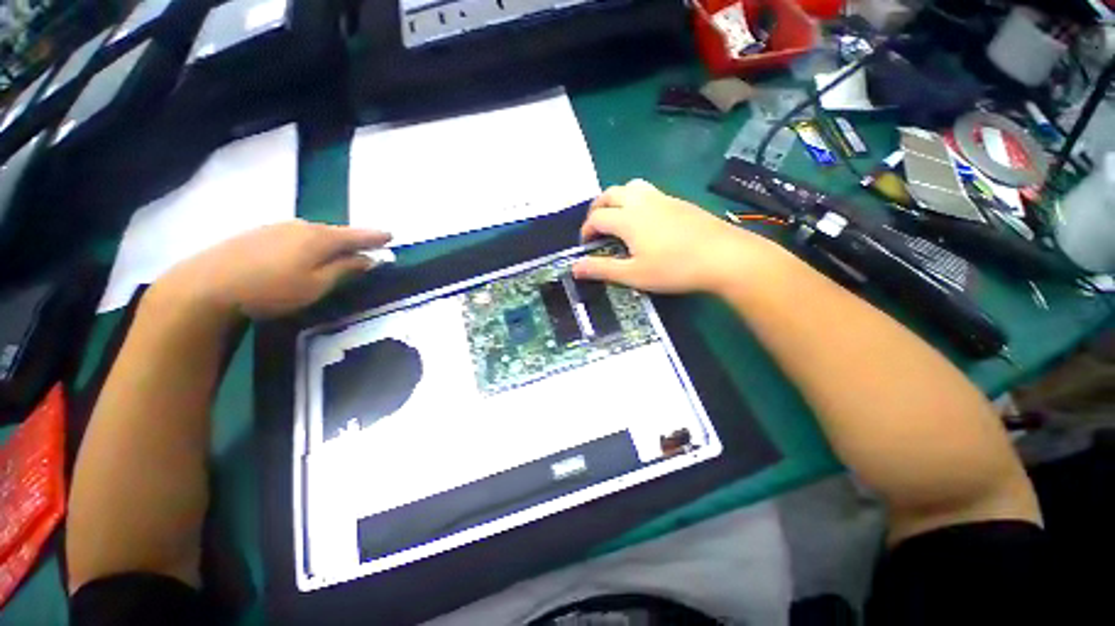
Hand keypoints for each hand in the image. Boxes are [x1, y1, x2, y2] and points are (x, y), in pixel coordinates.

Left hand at [157, 220, 391, 318]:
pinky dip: (309, 243)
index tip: (391, 236)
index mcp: (320, 238)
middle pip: (336, 232)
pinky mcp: (258, 234)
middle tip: (367, 248)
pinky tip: (303, 254)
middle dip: (353, 240)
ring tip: (338, 252)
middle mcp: (301, 226)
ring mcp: (276, 227)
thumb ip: (345, 269)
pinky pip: (296, 235)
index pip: (357, 235)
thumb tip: (369, 259)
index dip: (375, 237)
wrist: (207, 285)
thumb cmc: (272, 289)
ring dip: (330, 242)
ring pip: (314, 233)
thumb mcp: (317, 285)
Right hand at [573, 179, 769, 293]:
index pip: (596, 218)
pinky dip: (636, 200)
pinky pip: (649, 191)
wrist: (724, 256)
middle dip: (597, 208)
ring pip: (630, 186)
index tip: (586, 246)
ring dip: (617, 199)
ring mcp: (662, 198)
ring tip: (618, 218)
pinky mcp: (678, 201)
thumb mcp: (633, 275)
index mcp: (627, 219)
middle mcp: (641, 201)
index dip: (586, 230)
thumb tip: (574, 268)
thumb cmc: (674, 268)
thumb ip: (602, 269)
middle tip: (596, 227)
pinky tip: (645, 220)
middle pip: (610, 194)